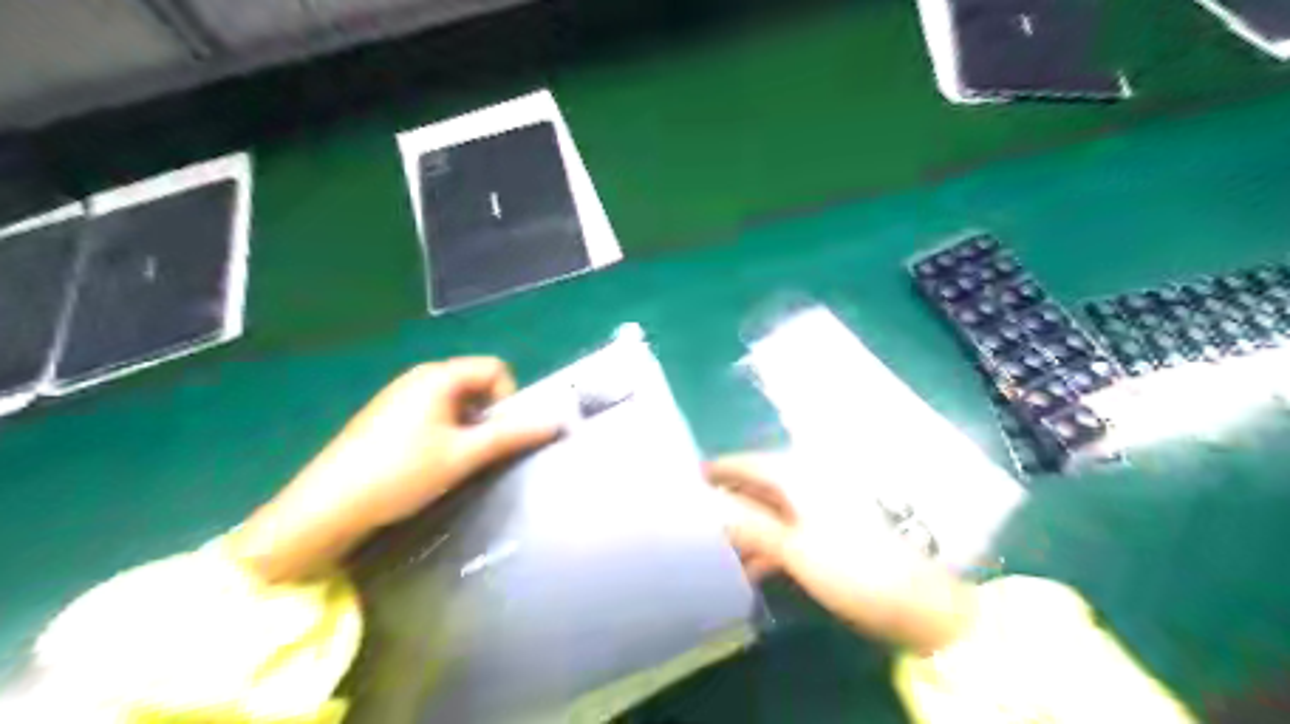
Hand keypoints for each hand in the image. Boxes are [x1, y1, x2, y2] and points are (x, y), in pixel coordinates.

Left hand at [228, 359, 559, 583]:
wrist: (325, 507)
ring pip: (454, 401)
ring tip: (456, 461)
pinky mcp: (386, 417)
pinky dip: (445, 432)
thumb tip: (557, 422)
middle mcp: (419, 377)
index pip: (495, 369)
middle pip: (475, 383)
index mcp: (438, 376)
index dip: (508, 398)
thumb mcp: (463, 455)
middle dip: (488, 414)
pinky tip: (429, 463)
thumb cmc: (401, 473)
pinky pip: (432, 413)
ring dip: (467, 426)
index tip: (500, 434)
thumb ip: (512, 436)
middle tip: (481, 451)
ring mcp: (399, 396)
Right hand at [709, 456, 971, 653]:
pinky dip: (764, 545)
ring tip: (713, 549)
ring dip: (743, 528)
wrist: (918, 604)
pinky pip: (785, 532)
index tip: (686, 483)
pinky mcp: (828, 535)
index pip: (748, 463)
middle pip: (757, 486)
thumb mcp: (794, 549)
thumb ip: (748, 525)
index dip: (717, 471)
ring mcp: (820, 511)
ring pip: (769, 511)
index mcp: (801, 478)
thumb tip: (708, 506)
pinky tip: (749, 567)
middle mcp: (809, 485)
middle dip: (726, 502)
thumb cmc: (854, 569)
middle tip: (693, 519)